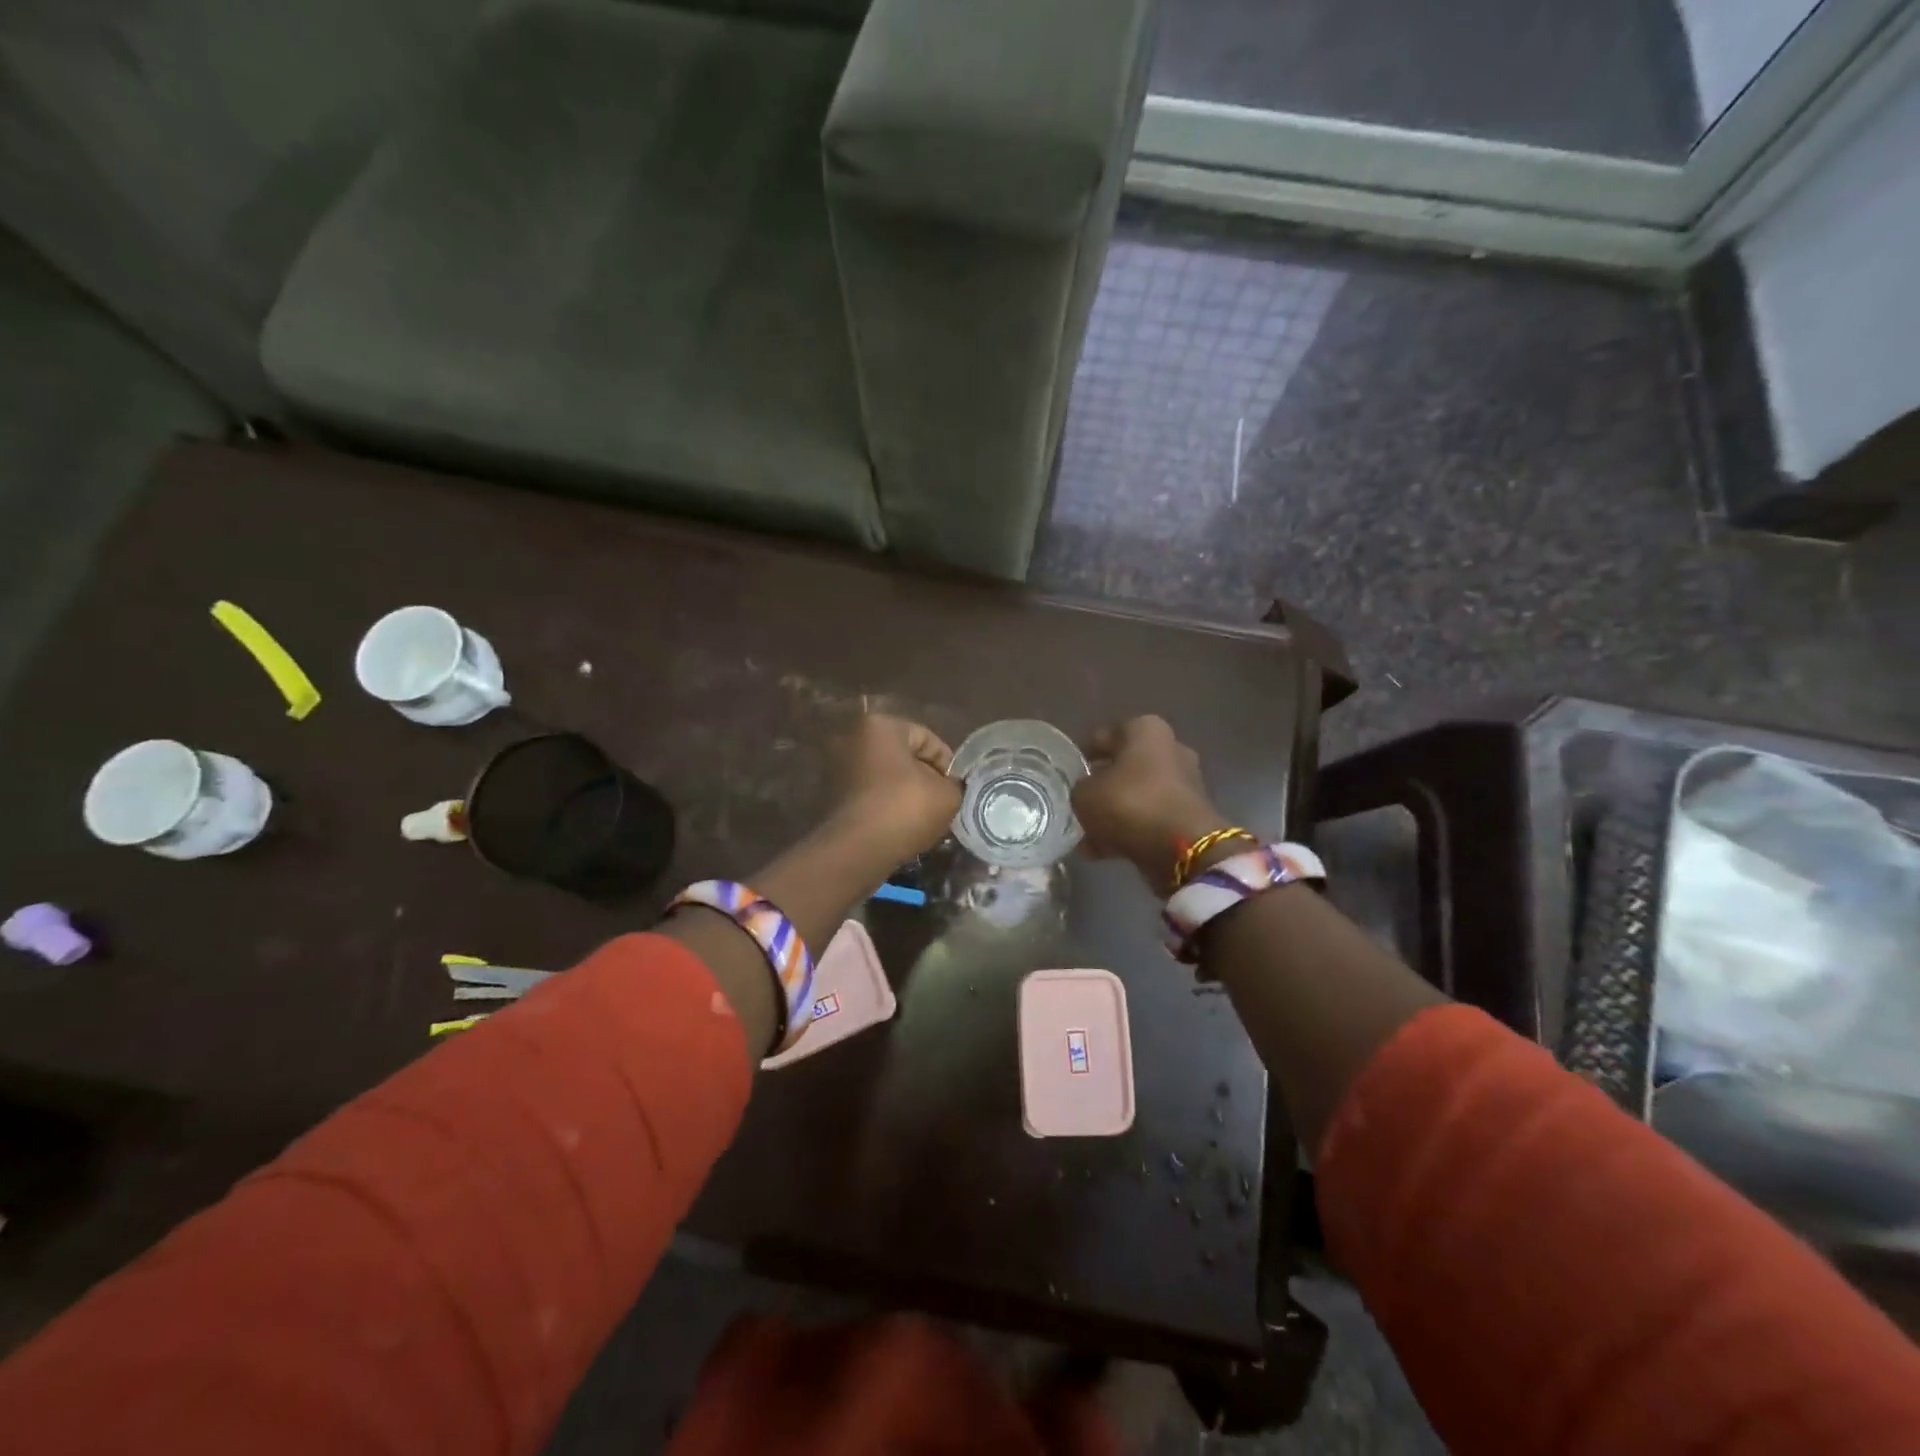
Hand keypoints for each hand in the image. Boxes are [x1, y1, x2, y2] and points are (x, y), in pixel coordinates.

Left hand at [831, 714, 961, 860]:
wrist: (857, 849)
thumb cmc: (905, 808)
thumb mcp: (948, 795)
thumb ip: (953, 785)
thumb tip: (948, 787)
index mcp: (880, 726)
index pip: (927, 738)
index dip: (947, 765)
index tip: (954, 790)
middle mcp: (852, 739)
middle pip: (902, 757)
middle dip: (923, 778)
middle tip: (940, 803)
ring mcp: (837, 768)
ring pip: (885, 777)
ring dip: (904, 794)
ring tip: (922, 818)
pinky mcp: (830, 797)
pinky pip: (869, 795)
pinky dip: (885, 806)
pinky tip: (899, 827)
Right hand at [1072, 716, 1227, 894]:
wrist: (1184, 848)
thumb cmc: (1130, 803)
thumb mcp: (1084, 794)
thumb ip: (1080, 789)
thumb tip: (1087, 794)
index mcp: (1145, 730)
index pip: (1104, 736)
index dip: (1083, 755)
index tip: (1069, 773)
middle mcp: (1170, 749)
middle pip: (1124, 766)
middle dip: (1103, 785)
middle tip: (1079, 803)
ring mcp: (1184, 783)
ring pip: (1137, 795)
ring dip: (1114, 813)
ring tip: (1086, 835)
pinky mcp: (1190, 815)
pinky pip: (1150, 819)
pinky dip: (1129, 831)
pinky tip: (1101, 851)